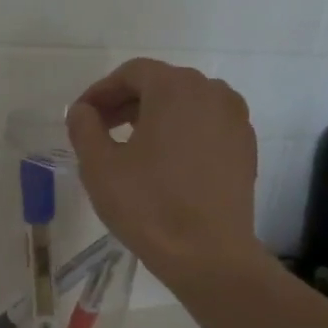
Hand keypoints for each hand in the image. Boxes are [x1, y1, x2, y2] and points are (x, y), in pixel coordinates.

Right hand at [68, 58, 267, 290]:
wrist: (208, 255)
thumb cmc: (148, 206)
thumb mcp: (99, 166)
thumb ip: (84, 128)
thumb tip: (83, 111)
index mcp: (175, 88)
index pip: (131, 73)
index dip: (101, 91)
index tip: (82, 116)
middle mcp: (212, 92)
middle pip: (161, 84)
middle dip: (127, 102)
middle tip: (101, 130)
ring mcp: (235, 119)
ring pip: (187, 104)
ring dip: (155, 116)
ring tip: (131, 145)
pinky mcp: (245, 147)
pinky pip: (207, 126)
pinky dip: (182, 132)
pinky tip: (166, 163)